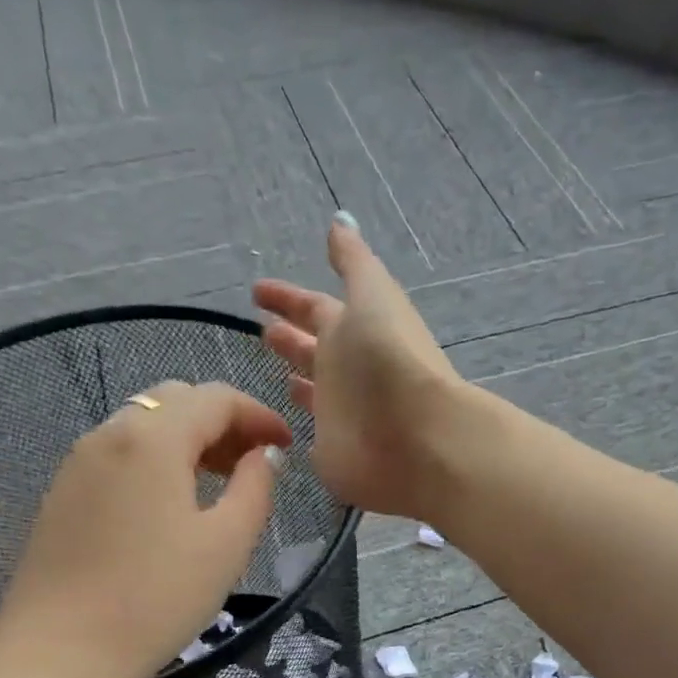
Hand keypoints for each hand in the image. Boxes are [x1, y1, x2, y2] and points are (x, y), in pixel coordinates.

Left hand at [0, 381, 291, 677]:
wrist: (61, 652)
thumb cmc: (157, 597)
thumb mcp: (228, 543)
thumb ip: (256, 487)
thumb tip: (264, 455)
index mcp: (153, 438)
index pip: (215, 398)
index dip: (259, 414)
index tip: (287, 445)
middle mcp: (110, 433)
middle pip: (176, 401)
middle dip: (224, 421)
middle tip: (256, 462)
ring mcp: (79, 461)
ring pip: (145, 425)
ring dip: (190, 439)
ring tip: (221, 481)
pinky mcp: (64, 492)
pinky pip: (121, 453)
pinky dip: (159, 459)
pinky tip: (175, 503)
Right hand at [252, 216, 465, 518]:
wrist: (421, 439)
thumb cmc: (392, 360)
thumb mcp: (374, 296)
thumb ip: (355, 263)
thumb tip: (341, 221)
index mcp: (354, 330)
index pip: (316, 308)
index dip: (288, 298)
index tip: (257, 290)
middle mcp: (348, 372)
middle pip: (315, 349)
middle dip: (291, 337)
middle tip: (262, 329)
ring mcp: (343, 416)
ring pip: (316, 392)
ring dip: (298, 378)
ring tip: (274, 369)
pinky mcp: (335, 455)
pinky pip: (315, 438)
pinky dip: (302, 430)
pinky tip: (284, 428)